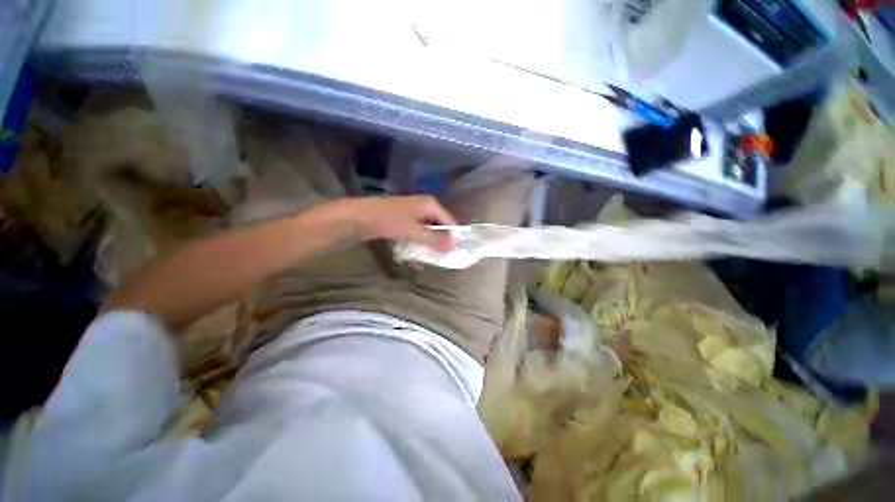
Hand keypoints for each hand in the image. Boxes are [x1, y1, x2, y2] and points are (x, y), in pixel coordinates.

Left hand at [340, 196, 457, 250]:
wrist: (359, 216)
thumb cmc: (389, 221)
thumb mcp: (413, 231)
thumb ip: (434, 239)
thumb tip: (454, 247)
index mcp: (430, 204)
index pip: (450, 221)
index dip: (452, 237)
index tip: (452, 253)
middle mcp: (425, 205)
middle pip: (440, 224)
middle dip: (441, 239)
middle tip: (442, 256)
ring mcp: (415, 211)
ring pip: (430, 228)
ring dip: (431, 240)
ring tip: (432, 254)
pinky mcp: (406, 218)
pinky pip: (420, 229)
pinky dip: (421, 238)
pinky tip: (420, 248)